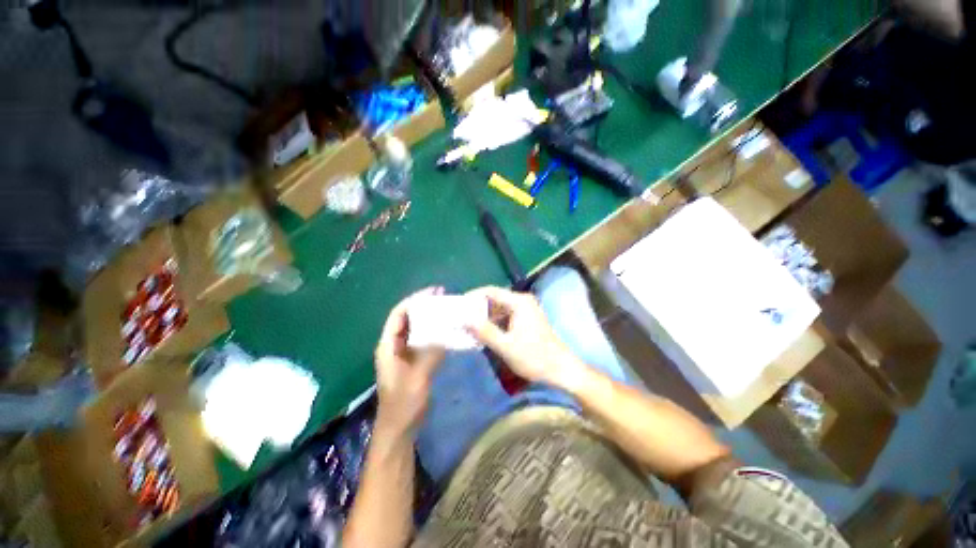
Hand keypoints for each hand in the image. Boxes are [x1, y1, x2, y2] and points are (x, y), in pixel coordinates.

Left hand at [374, 288, 445, 436]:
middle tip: (444, 298)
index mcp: (388, 346)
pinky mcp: (413, 361)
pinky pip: (423, 340)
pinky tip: (447, 331)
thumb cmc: (403, 404)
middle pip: (407, 319)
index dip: (414, 300)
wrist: (399, 429)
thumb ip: (431, 354)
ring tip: (447, 311)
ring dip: (430, 319)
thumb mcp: (418, 377)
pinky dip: (434, 332)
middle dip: (424, 306)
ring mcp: (403, 354)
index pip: (398, 314)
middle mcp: (394, 346)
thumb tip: (446, 333)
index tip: (433, 292)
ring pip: (416, 329)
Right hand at [464, 286, 587, 390]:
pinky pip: (505, 316)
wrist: (561, 369)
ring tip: (468, 326)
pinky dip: (494, 322)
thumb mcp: (506, 346)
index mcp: (519, 302)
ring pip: (499, 308)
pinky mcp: (526, 319)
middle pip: (495, 298)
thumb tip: (465, 319)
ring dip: (485, 316)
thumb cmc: (535, 357)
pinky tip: (484, 333)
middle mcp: (522, 301)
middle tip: (461, 317)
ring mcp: (525, 310)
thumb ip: (485, 331)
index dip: (473, 296)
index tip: (458, 306)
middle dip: (477, 308)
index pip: (490, 291)